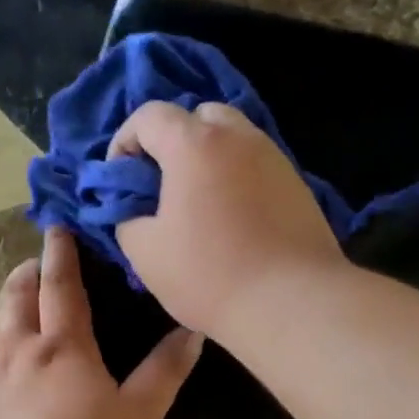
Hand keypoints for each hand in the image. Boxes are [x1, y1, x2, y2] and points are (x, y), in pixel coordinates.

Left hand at [0, 228, 202, 418]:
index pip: (61, 286)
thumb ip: (166, 371)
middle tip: (34, 265)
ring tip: (21, 317)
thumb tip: (193, 331)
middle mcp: (19, 352)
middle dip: (26, 275)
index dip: (61, 254)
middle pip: (16, 298)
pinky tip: (5, 377)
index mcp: (63, 346)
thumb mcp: (141, 416)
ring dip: (9, 314)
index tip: (57, 229)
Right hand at [110, 101, 346, 338]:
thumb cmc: (209, 274)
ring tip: (197, 204)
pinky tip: (231, 219)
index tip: (121, 180)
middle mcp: (238, 136)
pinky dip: (235, 178)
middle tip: (162, 185)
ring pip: (232, 138)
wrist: (291, 302)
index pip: (149, 116)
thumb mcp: (145, 252)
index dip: (124, 142)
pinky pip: (255, 165)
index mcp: (194, 144)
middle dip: (171, 142)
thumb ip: (127, 218)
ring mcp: (274, 157)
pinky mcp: (297, 184)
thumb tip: (135, 209)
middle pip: (197, 116)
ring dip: (207, 159)